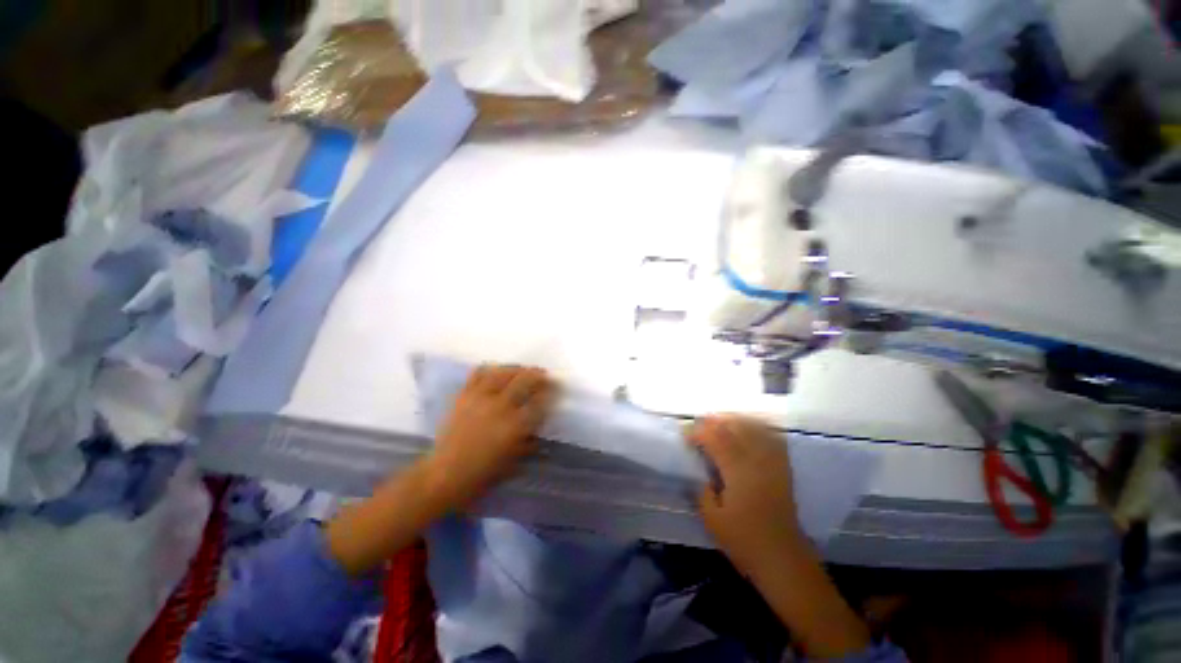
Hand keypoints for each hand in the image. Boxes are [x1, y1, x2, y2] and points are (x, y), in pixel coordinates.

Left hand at [426, 364, 555, 509]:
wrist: (445, 475)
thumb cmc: (483, 474)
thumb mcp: (514, 462)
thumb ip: (529, 441)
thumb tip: (538, 426)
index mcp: (515, 426)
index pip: (539, 401)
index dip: (549, 392)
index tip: (555, 387)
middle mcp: (499, 407)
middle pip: (524, 381)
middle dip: (538, 375)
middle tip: (544, 375)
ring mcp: (480, 398)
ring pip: (502, 373)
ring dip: (516, 369)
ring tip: (523, 370)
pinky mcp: (463, 396)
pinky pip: (478, 374)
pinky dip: (490, 370)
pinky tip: (497, 372)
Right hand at [689, 415, 802, 574]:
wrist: (783, 558)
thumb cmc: (744, 541)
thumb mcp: (712, 520)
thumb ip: (701, 491)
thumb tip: (699, 472)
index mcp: (738, 472)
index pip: (716, 439)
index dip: (698, 432)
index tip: (685, 435)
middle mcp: (757, 461)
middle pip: (735, 427)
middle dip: (715, 421)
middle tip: (699, 423)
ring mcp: (773, 462)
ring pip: (754, 428)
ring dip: (735, 420)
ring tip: (720, 421)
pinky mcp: (783, 468)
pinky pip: (772, 438)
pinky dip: (758, 428)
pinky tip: (748, 428)